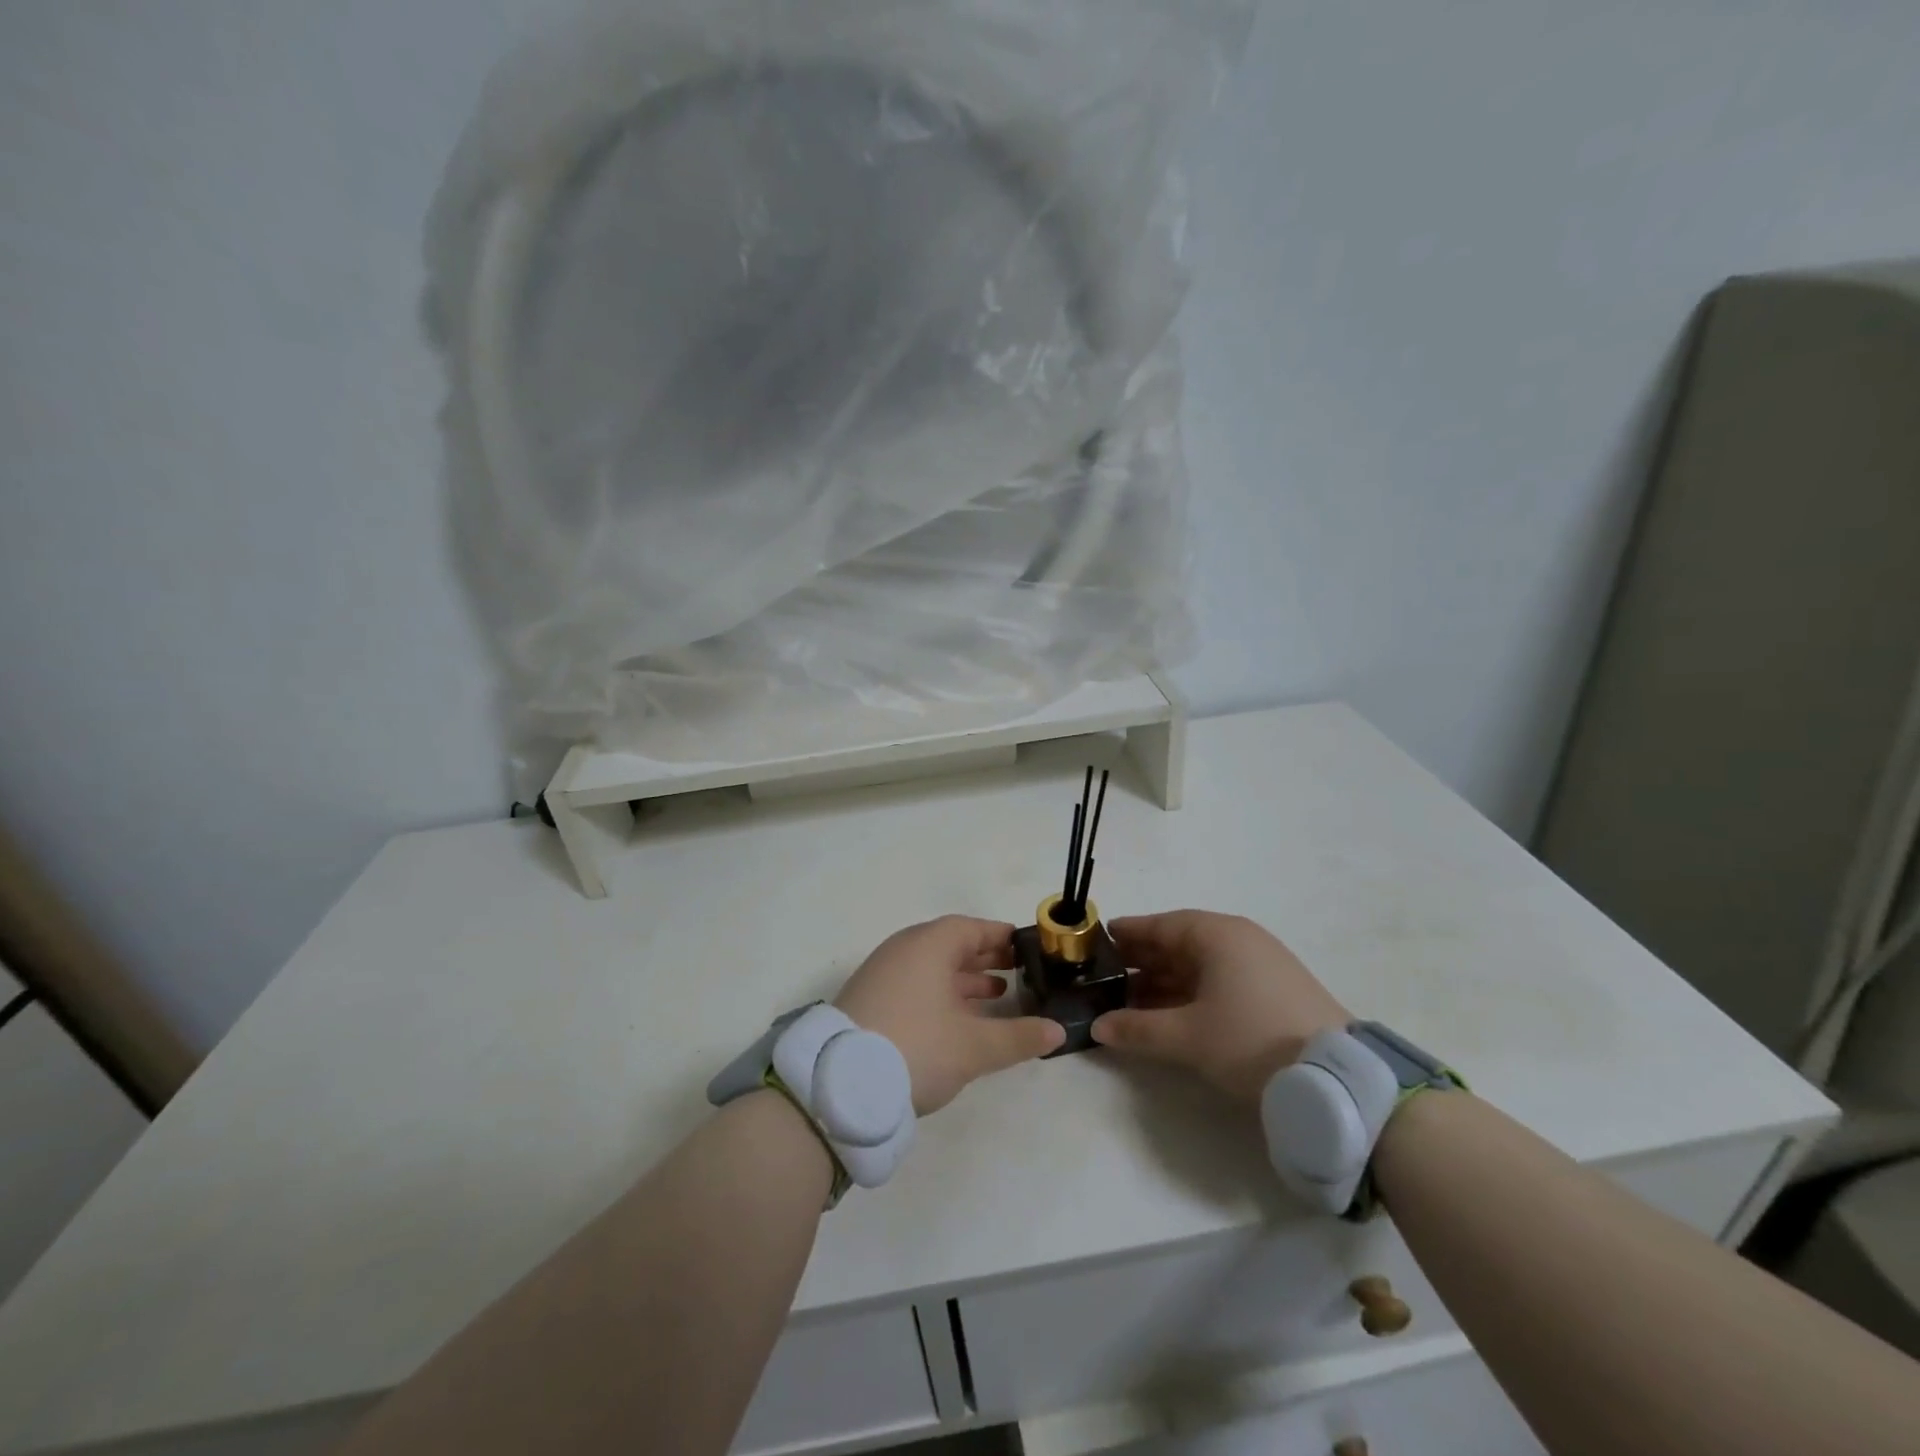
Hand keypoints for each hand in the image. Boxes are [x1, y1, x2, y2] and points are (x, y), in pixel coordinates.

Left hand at [836, 916, 1065, 1114]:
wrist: (839, 1084)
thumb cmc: (916, 1047)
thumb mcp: (974, 1046)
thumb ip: (1018, 1036)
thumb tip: (1058, 1031)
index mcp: (928, 944)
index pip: (971, 928)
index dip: (1001, 936)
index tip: (1027, 948)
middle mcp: (903, 950)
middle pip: (951, 945)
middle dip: (986, 958)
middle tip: (1020, 972)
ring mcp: (883, 975)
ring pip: (933, 968)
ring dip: (965, 979)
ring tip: (998, 996)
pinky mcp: (870, 1001)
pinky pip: (915, 985)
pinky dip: (942, 994)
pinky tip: (959, 1020)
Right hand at [1090, 911, 1350, 1104]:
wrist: (1336, 1079)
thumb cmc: (1251, 1039)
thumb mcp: (1188, 1036)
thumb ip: (1138, 1029)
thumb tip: (1098, 1026)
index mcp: (1217, 935)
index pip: (1161, 925)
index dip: (1129, 933)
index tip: (1099, 940)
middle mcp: (1238, 940)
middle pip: (1180, 943)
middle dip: (1143, 960)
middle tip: (1107, 975)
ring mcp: (1260, 965)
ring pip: (1199, 965)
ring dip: (1165, 981)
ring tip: (1130, 1001)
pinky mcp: (1274, 991)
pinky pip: (1219, 981)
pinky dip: (1190, 994)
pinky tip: (1170, 1014)